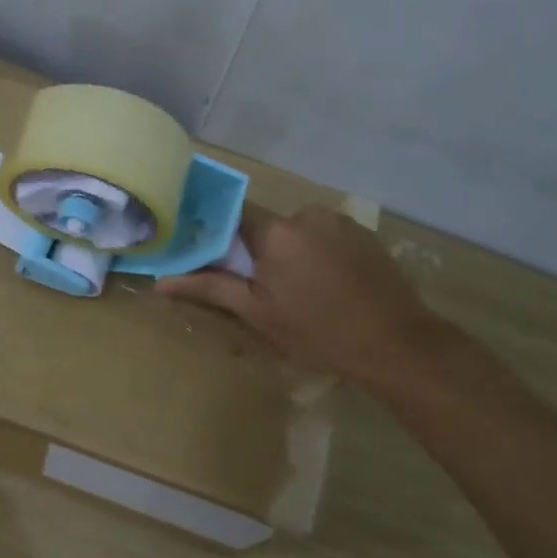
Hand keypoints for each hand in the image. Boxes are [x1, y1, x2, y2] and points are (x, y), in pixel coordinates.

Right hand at [155, 205, 443, 385]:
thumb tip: (160, 281)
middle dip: (255, 250)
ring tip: (296, 291)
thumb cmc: (317, 331)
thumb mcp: (257, 313)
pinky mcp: (363, 233)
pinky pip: (323, 235)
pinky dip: (315, 253)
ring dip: (287, 252)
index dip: (216, 232)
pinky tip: (325, 285)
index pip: (230, 214)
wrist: (396, 343)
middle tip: (257, 287)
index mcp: (276, 231)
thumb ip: (209, 288)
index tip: (207, 254)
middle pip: (264, 225)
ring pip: (295, 230)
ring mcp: (340, 221)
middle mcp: (307, 214)